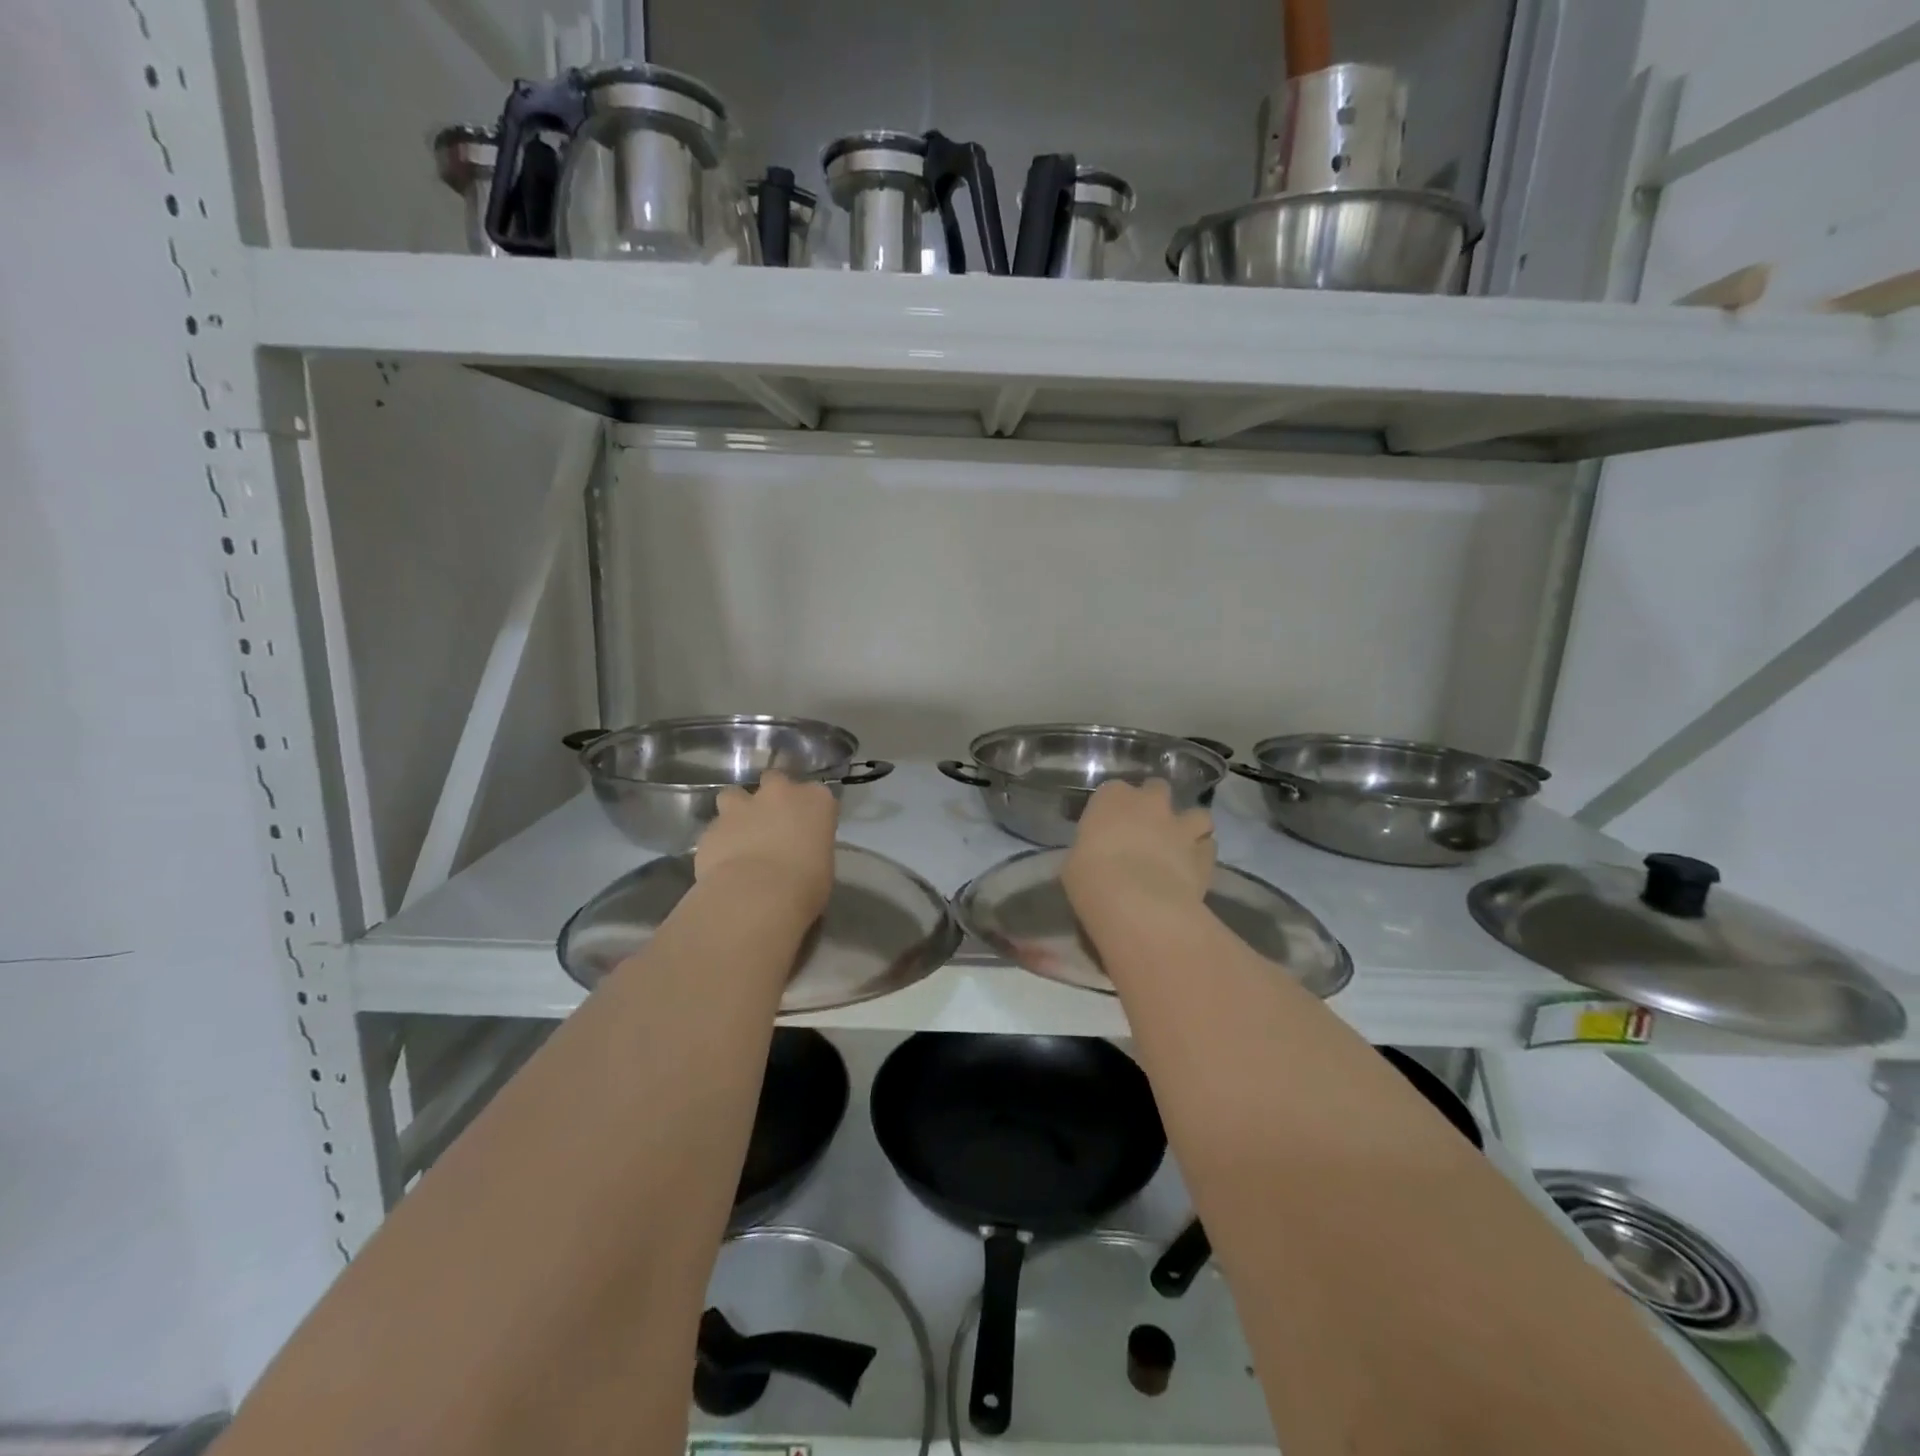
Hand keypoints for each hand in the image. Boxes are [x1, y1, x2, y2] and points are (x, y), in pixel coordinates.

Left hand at [694, 771, 836, 919]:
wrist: (756, 896)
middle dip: (772, 796)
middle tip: (773, 822)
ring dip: (737, 810)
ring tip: (740, 835)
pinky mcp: (712, 826)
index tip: (808, 828)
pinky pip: (716, 828)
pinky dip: (720, 840)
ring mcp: (741, 806)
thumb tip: (799, 853)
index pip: (818, 794)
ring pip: (734, 795)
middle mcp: (779, 793)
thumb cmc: (805, 884)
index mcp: (815, 800)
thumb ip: (810, 847)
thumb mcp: (823, 865)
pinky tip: (722, 861)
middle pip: (775, 780)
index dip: (810, 810)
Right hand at [1062, 779, 1214, 928]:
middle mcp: (1150, 802)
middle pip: (1157, 789)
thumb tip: (1095, 858)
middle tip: (1146, 828)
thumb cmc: (1091, 877)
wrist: (1136, 903)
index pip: (1113, 790)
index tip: (1109, 825)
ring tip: (1180, 845)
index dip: (1114, 807)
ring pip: (1196, 814)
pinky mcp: (1205, 854)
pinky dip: (1202, 854)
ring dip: (1189, 826)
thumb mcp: (1075, 862)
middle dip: (1155, 805)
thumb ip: (1090, 850)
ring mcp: (1182, 826)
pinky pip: (1208, 847)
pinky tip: (1192, 869)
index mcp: (1112, 797)